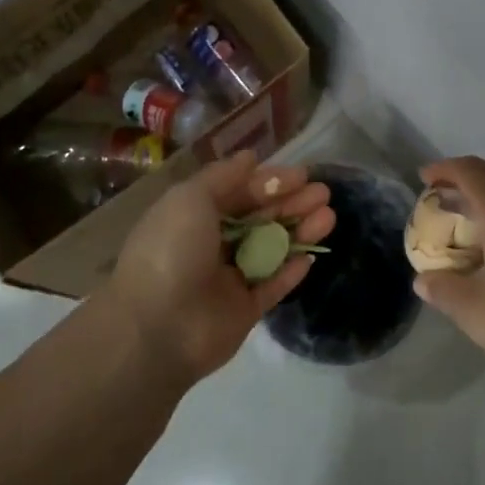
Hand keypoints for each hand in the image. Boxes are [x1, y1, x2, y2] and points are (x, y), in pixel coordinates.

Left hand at [108, 151, 334, 381]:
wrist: (156, 328)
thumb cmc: (171, 251)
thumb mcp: (190, 198)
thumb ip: (223, 177)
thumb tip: (250, 157)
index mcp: (193, 217)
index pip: (238, 193)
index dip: (270, 182)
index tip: (302, 174)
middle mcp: (210, 246)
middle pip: (259, 219)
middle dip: (291, 204)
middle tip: (324, 194)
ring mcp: (228, 280)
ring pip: (270, 250)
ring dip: (298, 232)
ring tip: (328, 217)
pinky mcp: (243, 312)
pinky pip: (272, 287)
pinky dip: (291, 271)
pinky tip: (312, 256)